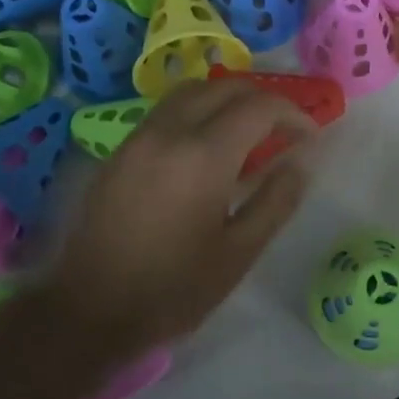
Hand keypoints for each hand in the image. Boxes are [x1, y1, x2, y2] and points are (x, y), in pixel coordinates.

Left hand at [49, 78, 313, 356]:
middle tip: (284, 130)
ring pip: (192, 92)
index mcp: (203, 155)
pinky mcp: (120, 151)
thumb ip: (277, 200)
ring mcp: (139, 137)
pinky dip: (198, 111)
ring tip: (248, 133)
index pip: (259, 107)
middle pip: (225, 87)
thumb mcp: (239, 252)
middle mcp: (169, 132)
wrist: (89, 311)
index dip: (293, 114)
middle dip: (263, 100)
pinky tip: (206, 147)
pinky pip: (167, 111)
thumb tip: (302, 161)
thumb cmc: (173, 289)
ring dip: (228, 100)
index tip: (310, 137)